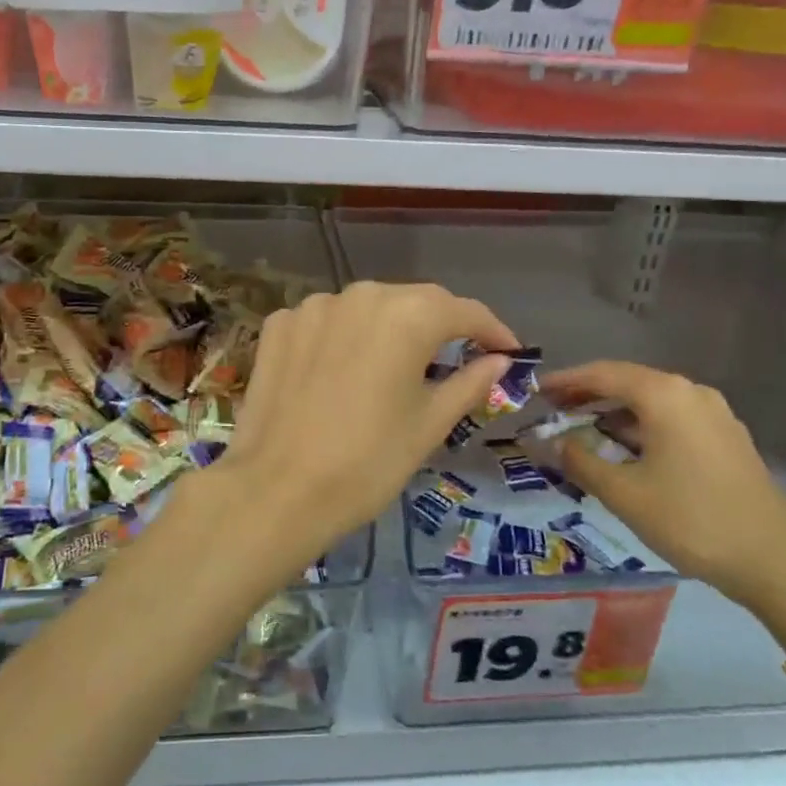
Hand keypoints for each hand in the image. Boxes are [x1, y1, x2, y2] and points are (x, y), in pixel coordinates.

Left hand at [211, 281, 518, 575]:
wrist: (278, 490)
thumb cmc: (368, 462)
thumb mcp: (429, 424)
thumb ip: (469, 382)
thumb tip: (498, 360)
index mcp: (406, 315)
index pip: (463, 310)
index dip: (491, 330)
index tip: (507, 351)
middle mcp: (360, 295)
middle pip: (413, 301)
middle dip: (440, 325)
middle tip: (457, 357)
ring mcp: (312, 307)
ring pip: (366, 308)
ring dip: (387, 328)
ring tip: (395, 364)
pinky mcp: (278, 326)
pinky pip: (324, 322)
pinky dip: (341, 336)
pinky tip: (341, 368)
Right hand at [537, 361, 785, 616]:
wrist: (772, 561)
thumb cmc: (690, 520)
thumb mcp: (623, 493)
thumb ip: (581, 461)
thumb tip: (554, 443)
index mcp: (664, 395)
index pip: (602, 374)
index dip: (566, 381)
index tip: (537, 391)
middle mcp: (691, 392)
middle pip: (628, 381)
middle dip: (588, 394)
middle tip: (554, 409)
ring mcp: (715, 413)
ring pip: (651, 400)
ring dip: (615, 411)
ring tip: (583, 428)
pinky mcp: (727, 437)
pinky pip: (672, 417)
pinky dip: (641, 424)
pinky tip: (625, 447)